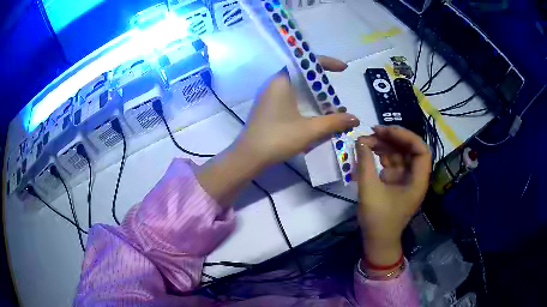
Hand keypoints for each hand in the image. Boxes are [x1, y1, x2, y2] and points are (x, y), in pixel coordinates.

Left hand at [198, 56, 358, 205]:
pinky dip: (304, 101)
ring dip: (314, 94)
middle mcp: (274, 82)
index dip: (328, 62)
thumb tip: (355, 118)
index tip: (343, 69)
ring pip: (297, 87)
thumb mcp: (309, 130)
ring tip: (329, 106)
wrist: (249, 156)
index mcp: (282, 80)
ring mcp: (269, 94)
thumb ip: (334, 122)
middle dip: (322, 82)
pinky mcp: (268, 106)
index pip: (307, 62)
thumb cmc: (278, 138)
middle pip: (303, 74)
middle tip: (336, 94)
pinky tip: (314, 114)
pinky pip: (290, 96)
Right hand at [356, 125, 430, 268]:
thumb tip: (360, 141)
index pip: (421, 150)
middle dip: (392, 138)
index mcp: (417, 181)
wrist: (377, 241)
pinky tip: (367, 150)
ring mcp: (405, 178)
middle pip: (409, 148)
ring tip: (364, 140)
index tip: (386, 131)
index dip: (406, 137)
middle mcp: (415, 176)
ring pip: (399, 153)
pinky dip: (380, 154)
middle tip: (372, 131)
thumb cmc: (378, 220)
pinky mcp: (396, 181)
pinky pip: (391, 161)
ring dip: (384, 144)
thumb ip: (365, 164)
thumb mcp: (370, 191)